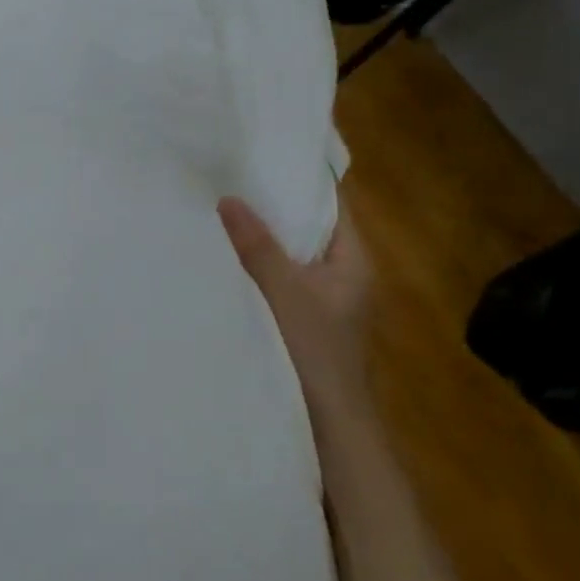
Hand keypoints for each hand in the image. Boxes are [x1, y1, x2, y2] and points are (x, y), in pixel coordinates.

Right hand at [219, 196, 373, 429]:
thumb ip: (258, 246)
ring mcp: (326, 300)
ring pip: (294, 256)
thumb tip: (229, 199)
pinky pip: (284, 280)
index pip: (333, 206)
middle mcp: (345, 275)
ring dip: (266, 240)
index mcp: (354, 260)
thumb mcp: (284, 291)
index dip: (304, 181)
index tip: (267, 158)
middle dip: (276, 209)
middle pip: (310, 229)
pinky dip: (262, 267)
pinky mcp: (307, 321)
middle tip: (235, 181)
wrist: (330, 422)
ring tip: (226, 212)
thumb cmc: (316, 349)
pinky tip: (231, 260)